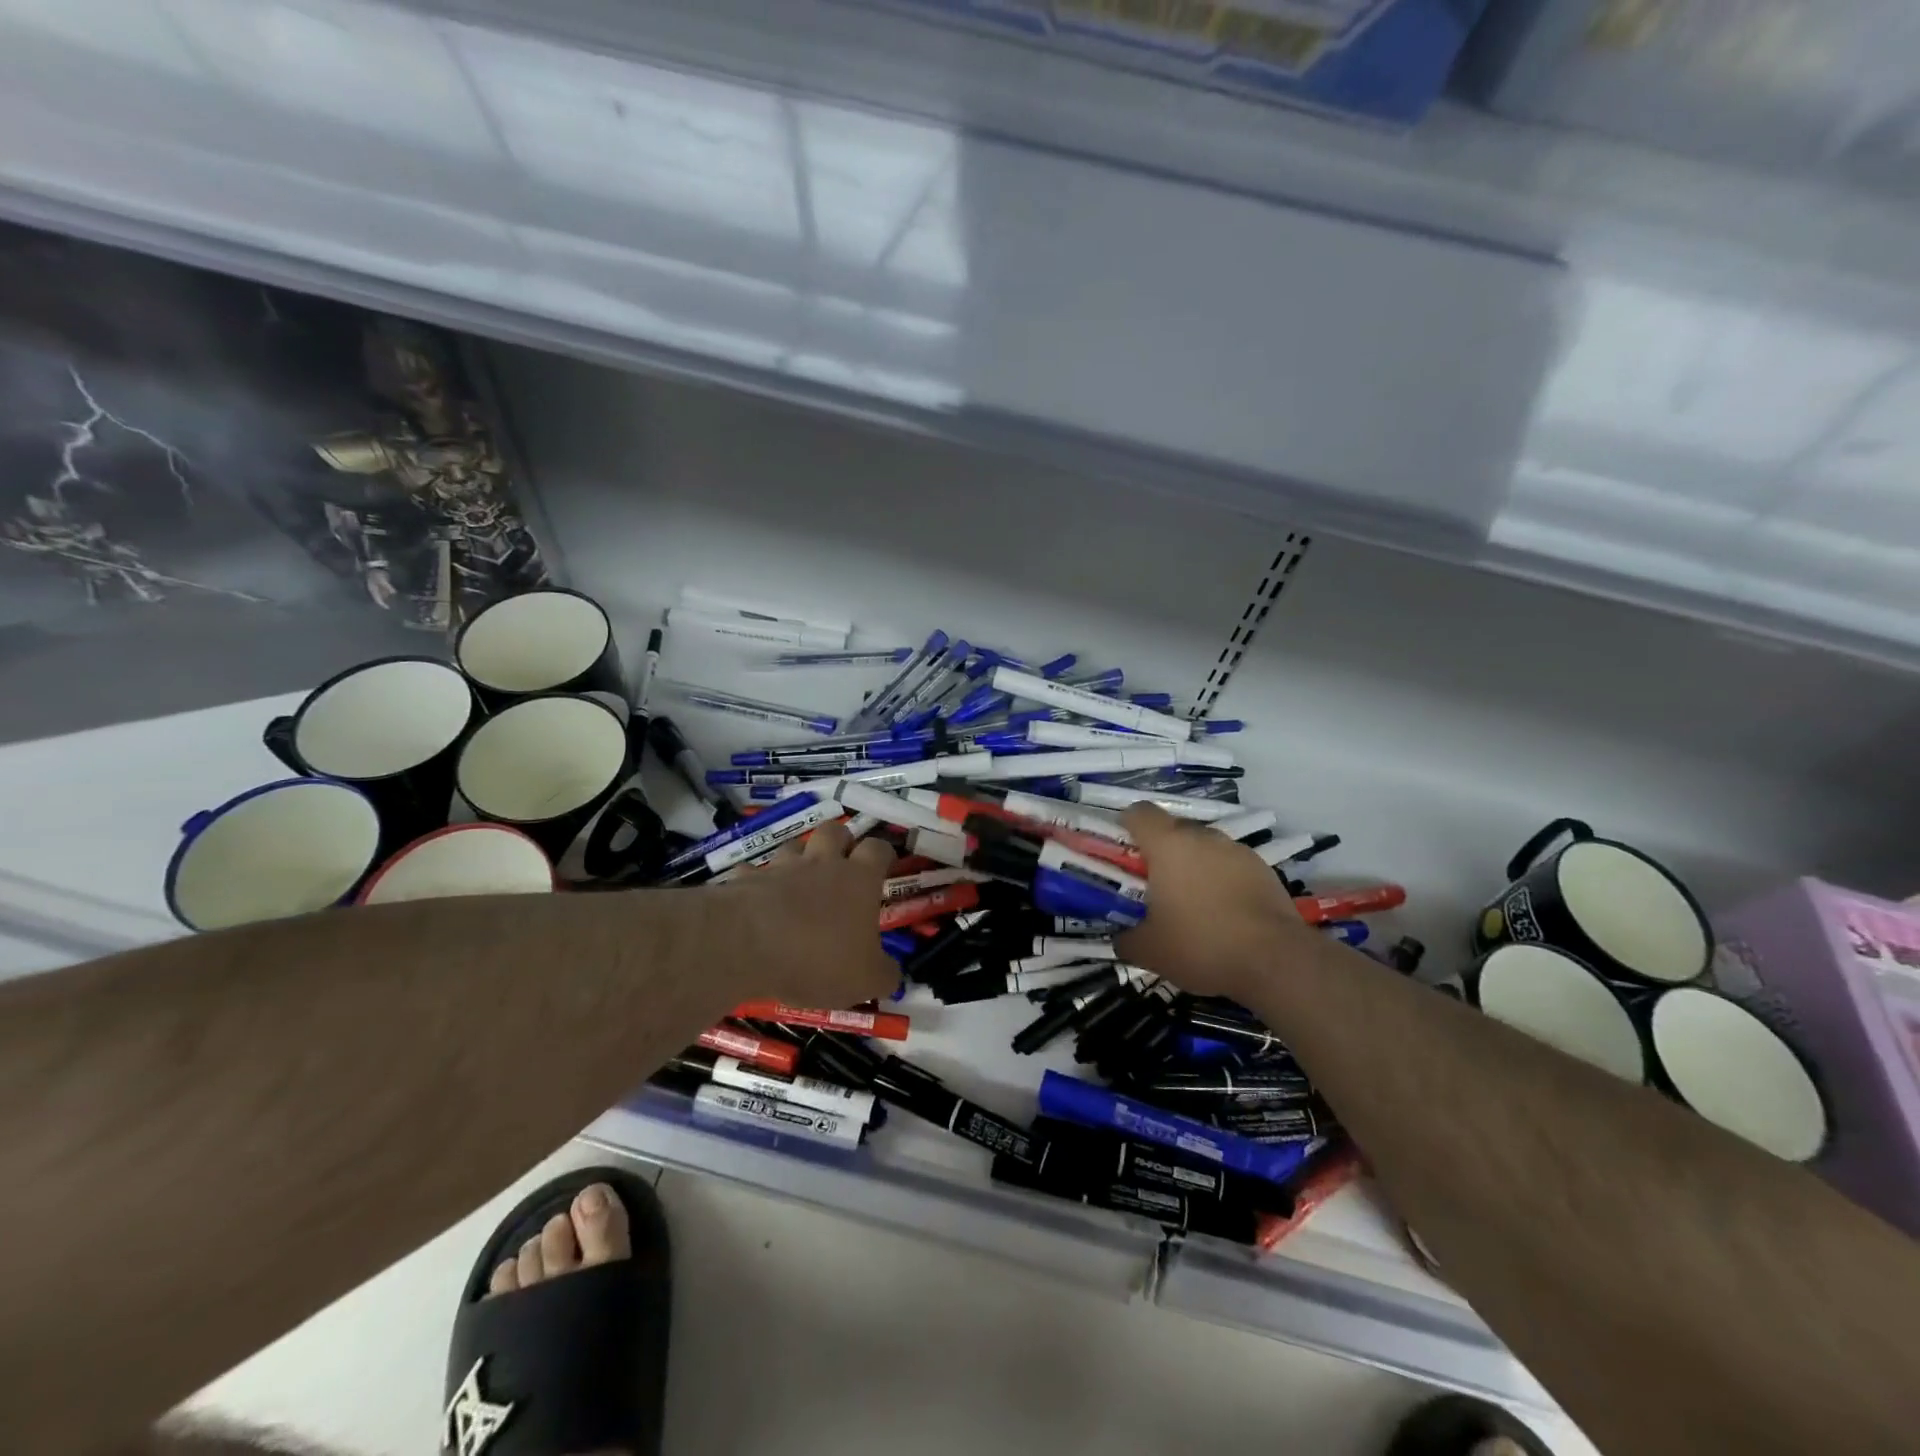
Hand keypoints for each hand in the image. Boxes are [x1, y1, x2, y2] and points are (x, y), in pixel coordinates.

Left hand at [718, 822, 900, 1007]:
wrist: (747, 945)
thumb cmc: (818, 958)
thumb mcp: (865, 982)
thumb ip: (884, 975)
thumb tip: (890, 973)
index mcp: (859, 879)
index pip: (878, 849)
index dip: (883, 854)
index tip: (883, 867)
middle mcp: (823, 863)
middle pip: (835, 831)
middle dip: (841, 841)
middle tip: (841, 865)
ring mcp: (782, 868)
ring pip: (794, 846)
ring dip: (798, 858)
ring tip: (798, 882)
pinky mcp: (746, 880)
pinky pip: (751, 872)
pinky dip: (755, 881)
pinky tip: (755, 899)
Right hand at [1115, 804, 1310, 1000]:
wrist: (1275, 961)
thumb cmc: (1201, 945)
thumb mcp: (1149, 950)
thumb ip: (1126, 938)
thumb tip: (1120, 937)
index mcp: (1168, 845)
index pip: (1139, 812)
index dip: (1126, 826)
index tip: (1122, 852)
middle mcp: (1203, 837)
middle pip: (1173, 829)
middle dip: (1160, 851)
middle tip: (1153, 886)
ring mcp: (1237, 850)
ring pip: (1204, 847)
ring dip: (1193, 866)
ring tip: (1192, 904)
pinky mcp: (1264, 869)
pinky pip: (1230, 866)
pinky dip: (1221, 881)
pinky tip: (1223, 914)